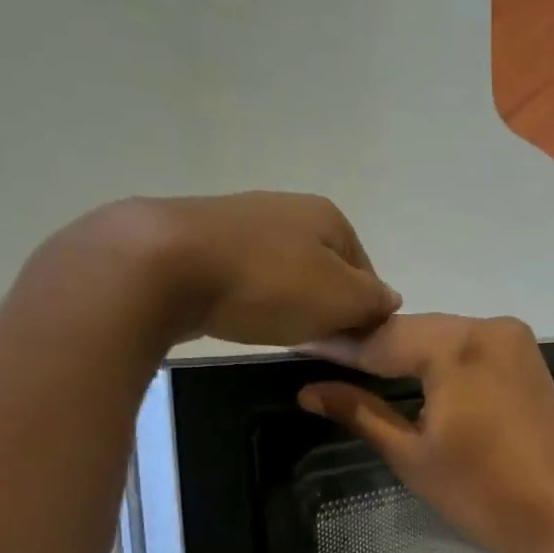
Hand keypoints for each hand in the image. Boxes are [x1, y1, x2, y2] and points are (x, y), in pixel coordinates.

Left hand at [46, 192, 401, 352]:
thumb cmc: (268, 284)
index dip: (363, 312)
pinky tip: (236, 316)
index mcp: (329, 217)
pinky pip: (243, 275)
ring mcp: (242, 220)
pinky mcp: (201, 239)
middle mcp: (289, 209)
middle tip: (312, 341)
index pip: (367, 273)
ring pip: (283, 272)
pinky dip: (248, 298)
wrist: (164, 265)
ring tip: (272, 331)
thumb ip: (373, 303)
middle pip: (325, 271)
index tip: (348, 343)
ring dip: (286, 303)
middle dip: (323, 307)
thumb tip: (389, 301)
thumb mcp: (340, 300)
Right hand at [298, 314, 553, 552]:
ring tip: (355, 368)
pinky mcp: (528, 360)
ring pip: (443, 338)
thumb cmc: (485, 496)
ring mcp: (515, 341)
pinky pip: (470, 350)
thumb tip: (310, 390)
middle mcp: (489, 327)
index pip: (382, 339)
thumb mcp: (413, 456)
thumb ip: (361, 412)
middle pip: (414, 332)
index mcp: (458, 346)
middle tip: (322, 359)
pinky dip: (439, 361)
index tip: (298, 345)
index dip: (338, 347)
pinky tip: (410, 374)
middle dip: (371, 347)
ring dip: (404, 353)